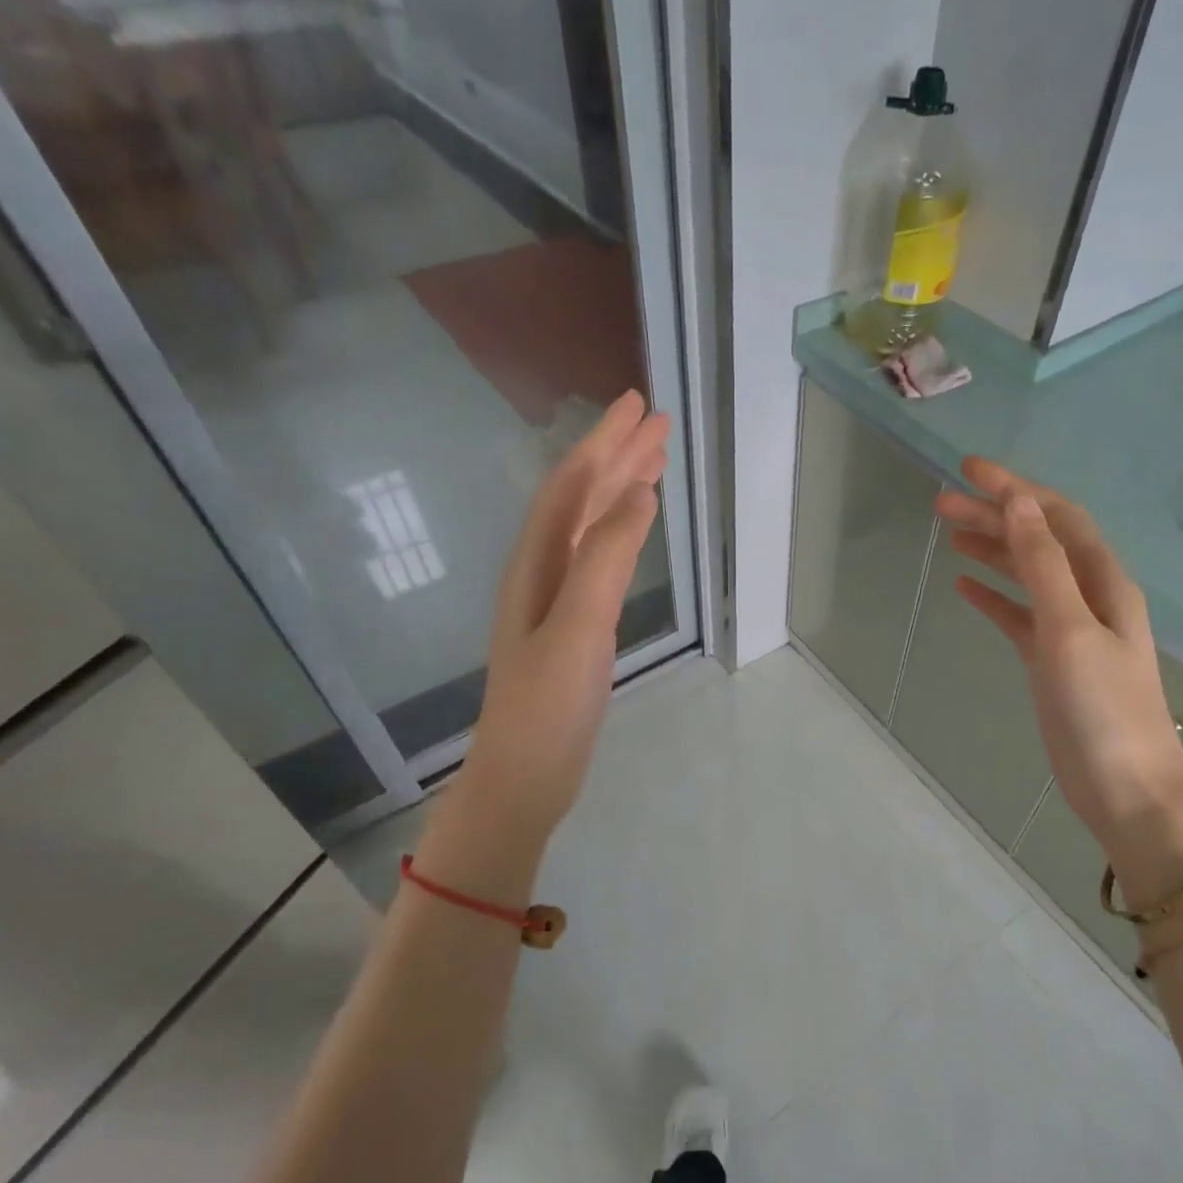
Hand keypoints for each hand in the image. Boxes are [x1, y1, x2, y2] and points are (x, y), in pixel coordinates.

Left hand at [461, 390, 669, 842]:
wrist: (525, 776)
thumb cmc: (548, 706)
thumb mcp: (578, 627)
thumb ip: (605, 558)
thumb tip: (638, 493)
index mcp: (536, 563)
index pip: (573, 486)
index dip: (605, 443)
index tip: (641, 405)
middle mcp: (541, 571)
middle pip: (581, 499)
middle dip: (618, 457)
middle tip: (658, 423)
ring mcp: (556, 601)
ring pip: (590, 528)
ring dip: (620, 491)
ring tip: (655, 464)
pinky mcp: (573, 627)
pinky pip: (598, 561)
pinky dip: (621, 534)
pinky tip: (634, 531)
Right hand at [934, 458, 1182, 862]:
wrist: (1125, 787)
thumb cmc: (1102, 708)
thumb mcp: (1070, 630)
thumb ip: (1043, 566)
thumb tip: (1019, 503)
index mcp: (1102, 581)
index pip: (1055, 518)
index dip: (1015, 490)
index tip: (967, 470)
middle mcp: (1089, 596)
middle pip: (1037, 541)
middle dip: (995, 516)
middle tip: (941, 503)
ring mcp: (1070, 630)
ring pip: (1026, 575)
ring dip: (992, 551)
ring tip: (949, 534)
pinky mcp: (1052, 661)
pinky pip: (1019, 615)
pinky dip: (994, 597)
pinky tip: (965, 587)